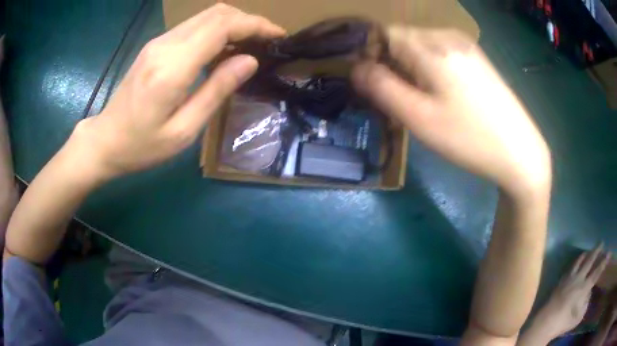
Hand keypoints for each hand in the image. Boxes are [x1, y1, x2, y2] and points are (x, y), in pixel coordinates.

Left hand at [71, 4, 284, 177]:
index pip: (222, 26)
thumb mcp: (183, 131)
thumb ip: (216, 91)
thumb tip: (249, 61)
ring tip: (251, 44)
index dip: (255, 25)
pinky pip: (194, 26)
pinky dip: (217, 30)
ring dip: (234, 23)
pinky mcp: (156, 46)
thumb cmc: (141, 146)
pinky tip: (225, 48)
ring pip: (206, 16)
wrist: (104, 140)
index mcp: (172, 68)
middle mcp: (165, 45)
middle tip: (268, 40)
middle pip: (216, 13)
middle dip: (249, 20)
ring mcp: (158, 42)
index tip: (278, 35)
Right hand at [352, 27, 550, 197]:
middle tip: (397, 99)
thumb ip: (382, 88)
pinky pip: (440, 53)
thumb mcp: (420, 118)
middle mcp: (448, 36)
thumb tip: (355, 68)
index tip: (373, 85)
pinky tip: (442, 94)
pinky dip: (429, 68)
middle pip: (402, 39)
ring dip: (410, 68)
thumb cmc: (470, 138)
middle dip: (391, 63)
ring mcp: (465, 45)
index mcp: (431, 46)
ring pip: (421, 46)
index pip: (382, 33)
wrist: (521, 152)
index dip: (370, 55)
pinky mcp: (476, 58)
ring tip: (420, 100)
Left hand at [534, 245, 610, 338]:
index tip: (609, 253)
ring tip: (589, 250)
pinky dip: (576, 262)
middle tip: (602, 242)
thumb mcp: (578, 318)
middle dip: (597, 250)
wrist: (544, 323)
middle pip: (590, 260)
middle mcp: (578, 279)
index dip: (603, 262)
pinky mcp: (560, 281)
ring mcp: (569, 279)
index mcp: (584, 288)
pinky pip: (571, 267)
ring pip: (580, 260)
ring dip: (587, 253)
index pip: (597, 272)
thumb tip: (588, 293)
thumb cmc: (563, 324)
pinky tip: (577, 261)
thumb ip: (585, 304)